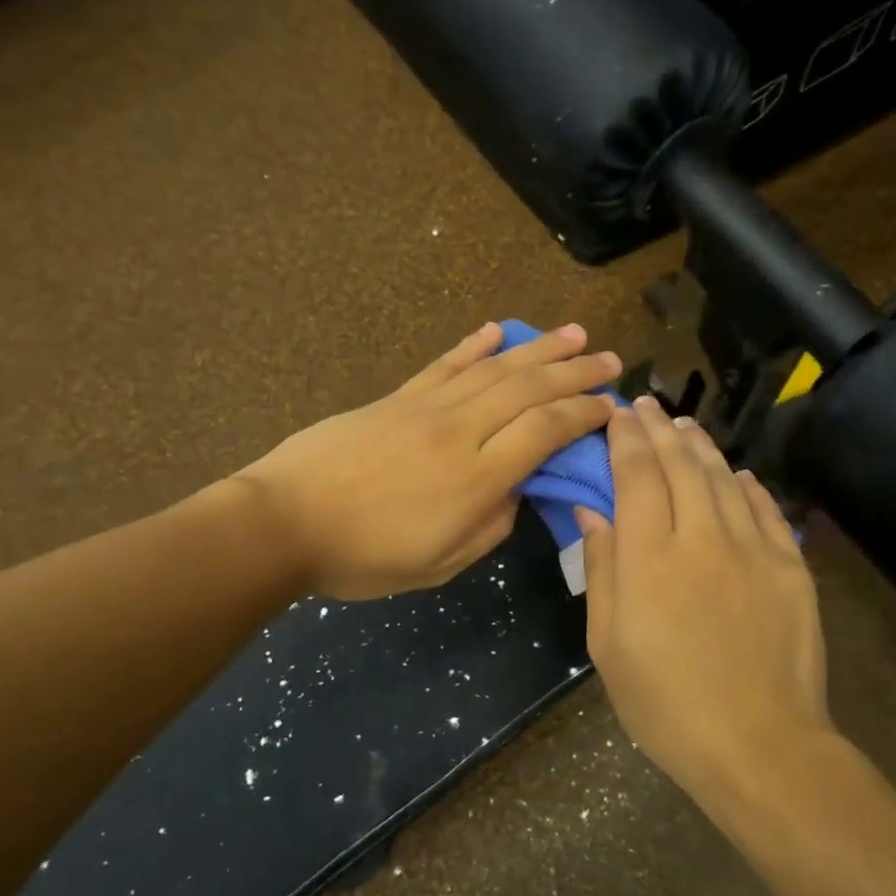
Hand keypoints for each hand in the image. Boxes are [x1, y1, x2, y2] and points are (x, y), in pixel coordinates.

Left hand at [238, 323, 619, 599]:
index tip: (611, 407)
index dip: (583, 414)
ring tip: (574, 334)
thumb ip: (489, 528)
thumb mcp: (439, 565)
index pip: (545, 431)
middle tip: (611, 361)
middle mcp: (459, 431)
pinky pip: (444, 365)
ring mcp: (425, 407)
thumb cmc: (363, 557)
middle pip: (528, 390)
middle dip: (575, 372)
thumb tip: (516, 491)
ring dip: (539, 348)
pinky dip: (474, 345)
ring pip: (494, 369)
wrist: (285, 521)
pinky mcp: (396, 398)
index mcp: (476, 479)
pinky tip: (497, 330)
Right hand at [576, 397, 832, 808]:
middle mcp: (701, 537)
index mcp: (649, 557)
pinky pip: (767, 510)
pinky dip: (749, 485)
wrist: (760, 745)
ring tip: (684, 427)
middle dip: (659, 429)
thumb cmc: (665, 704)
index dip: (625, 438)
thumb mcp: (607, 645)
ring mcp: (753, 549)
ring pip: (724, 479)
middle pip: (680, 465)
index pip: (636, 475)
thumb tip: (592, 512)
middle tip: (645, 405)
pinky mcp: (790, 567)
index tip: (616, 413)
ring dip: (701, 447)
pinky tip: (738, 473)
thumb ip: (601, 570)